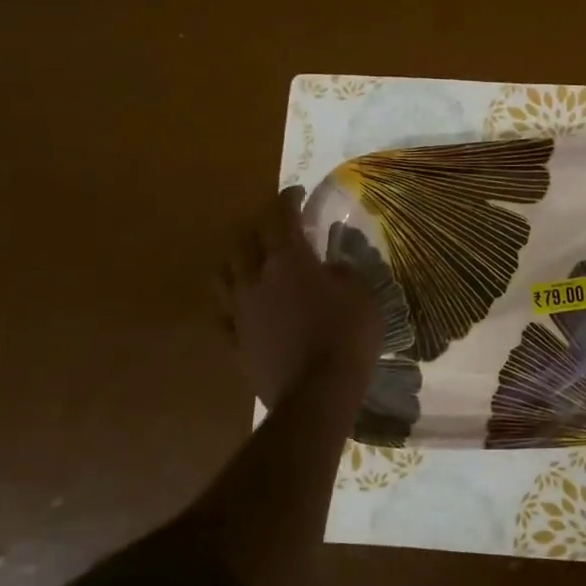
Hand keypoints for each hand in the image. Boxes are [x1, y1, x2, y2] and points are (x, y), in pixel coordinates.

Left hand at [218, 188, 382, 407]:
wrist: (316, 393)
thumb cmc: (346, 336)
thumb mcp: (362, 295)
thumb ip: (344, 273)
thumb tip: (331, 268)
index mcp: (288, 260)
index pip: (280, 216)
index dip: (287, 200)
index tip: (297, 192)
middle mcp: (256, 278)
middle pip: (245, 238)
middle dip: (259, 223)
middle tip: (276, 223)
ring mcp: (239, 310)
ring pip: (224, 271)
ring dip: (236, 257)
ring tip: (250, 257)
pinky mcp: (235, 340)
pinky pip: (223, 312)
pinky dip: (232, 300)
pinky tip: (241, 302)